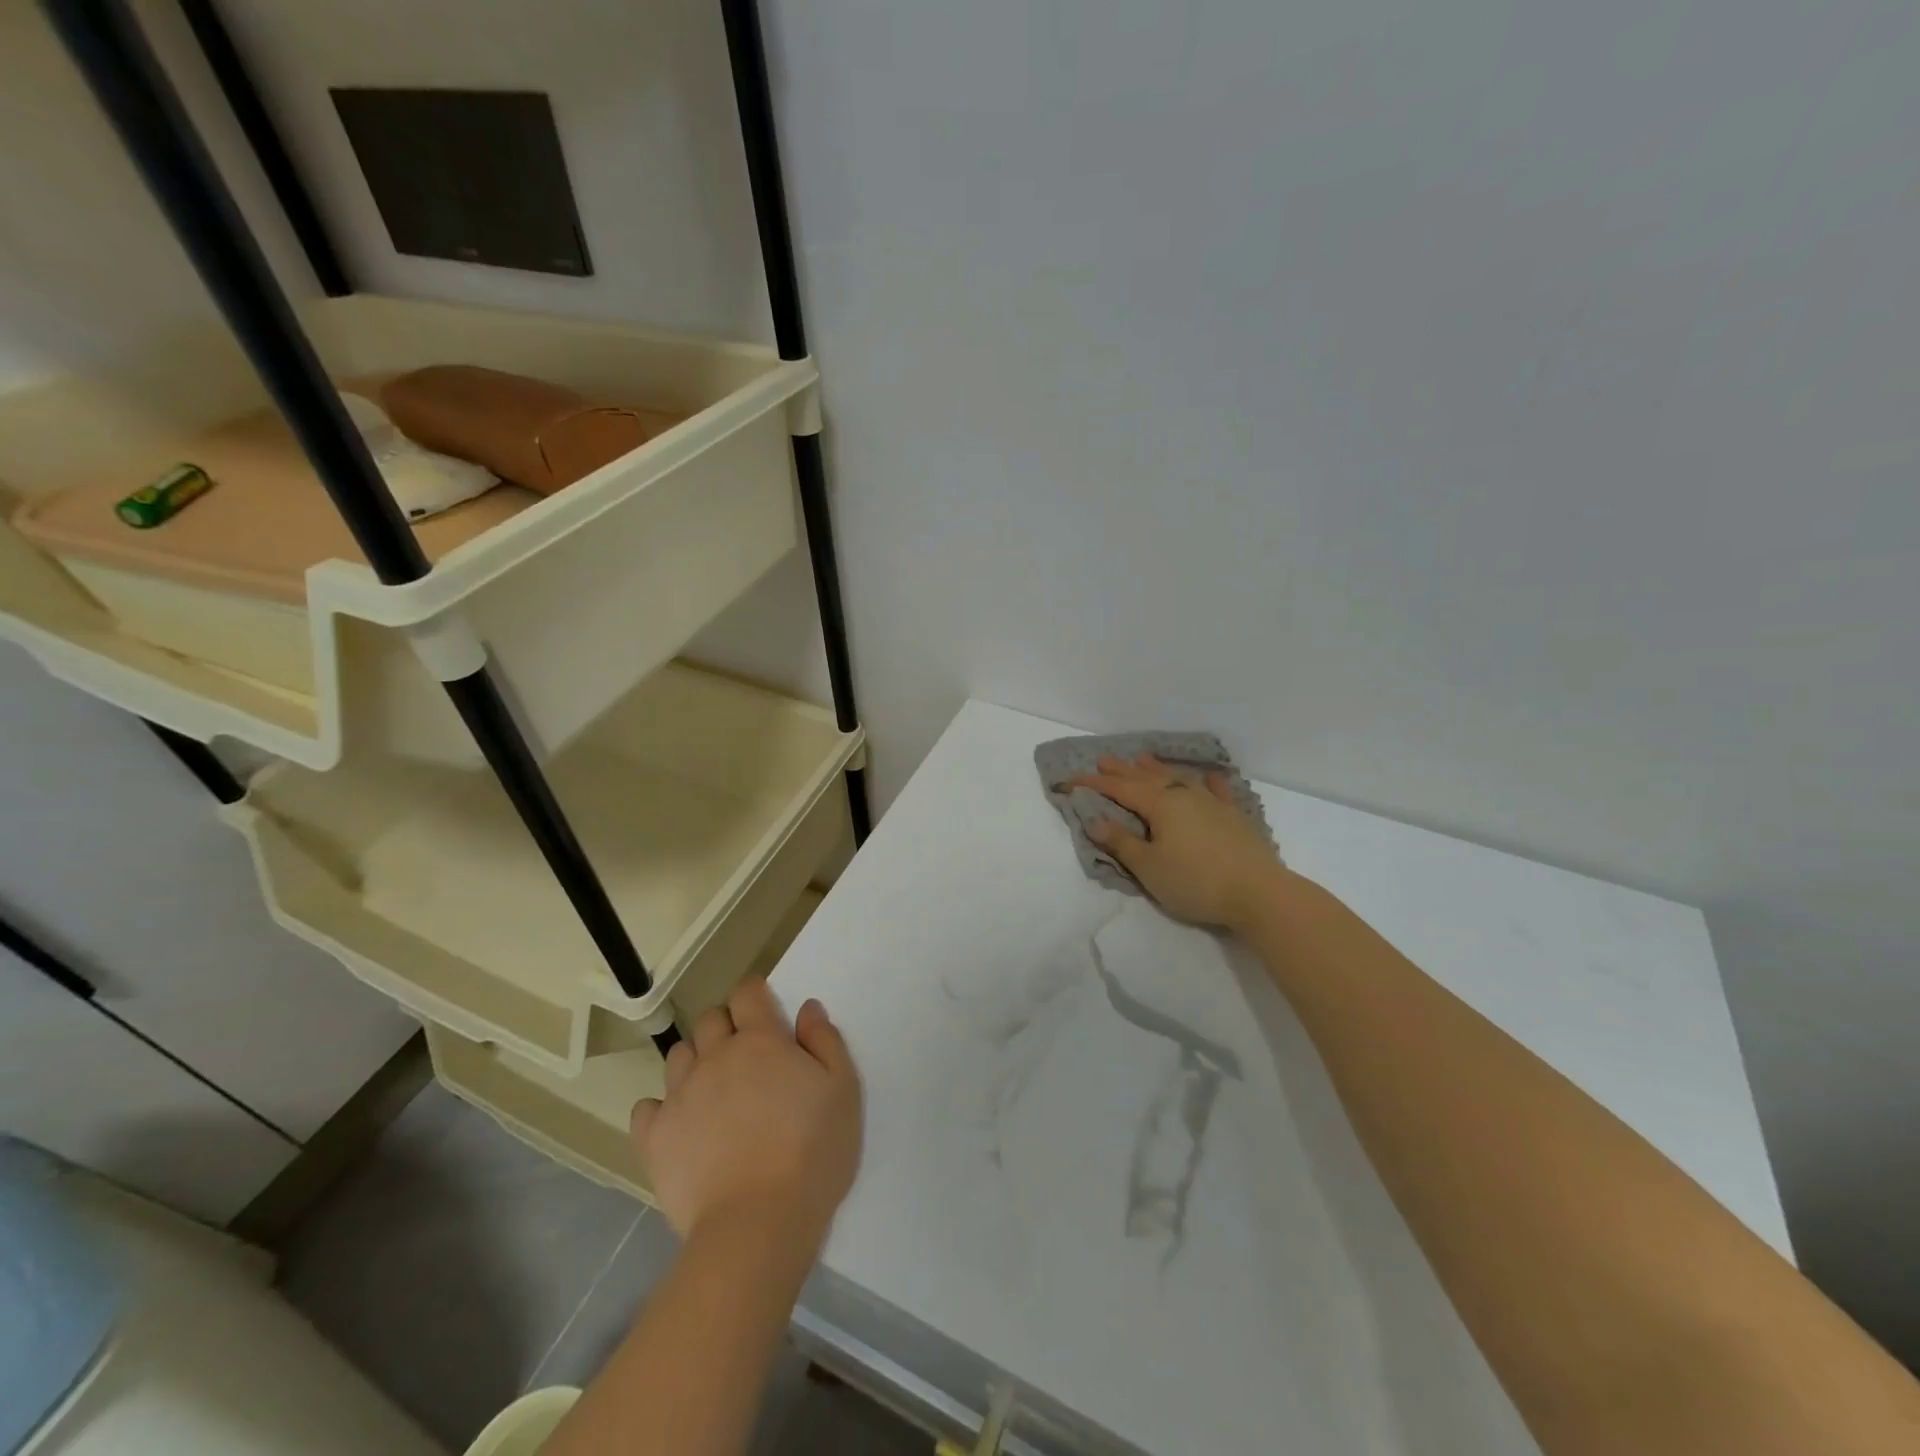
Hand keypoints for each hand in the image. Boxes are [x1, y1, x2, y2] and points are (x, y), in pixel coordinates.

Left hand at [631, 979, 861, 1249]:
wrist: (757, 1224)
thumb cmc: (812, 1152)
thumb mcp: (843, 1091)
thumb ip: (825, 1041)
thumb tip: (807, 1008)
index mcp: (761, 1040)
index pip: (748, 993)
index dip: (755, 995)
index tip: (765, 1011)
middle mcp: (715, 1057)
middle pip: (710, 1019)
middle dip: (726, 1025)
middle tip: (745, 1055)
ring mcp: (680, 1096)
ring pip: (678, 1056)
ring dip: (695, 1061)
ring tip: (714, 1090)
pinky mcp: (655, 1138)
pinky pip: (647, 1108)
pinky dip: (662, 1109)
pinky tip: (680, 1125)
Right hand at [1067, 753, 1283, 930]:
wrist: (1258, 893)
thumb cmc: (1195, 881)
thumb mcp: (1149, 867)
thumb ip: (1122, 843)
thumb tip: (1095, 821)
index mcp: (1160, 805)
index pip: (1119, 790)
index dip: (1093, 784)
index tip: (1069, 780)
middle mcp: (1184, 795)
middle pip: (1146, 778)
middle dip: (1121, 770)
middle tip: (1103, 759)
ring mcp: (1212, 803)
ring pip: (1178, 778)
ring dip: (1156, 768)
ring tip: (1141, 758)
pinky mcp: (1234, 816)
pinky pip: (1217, 790)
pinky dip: (1208, 781)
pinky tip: (1208, 775)